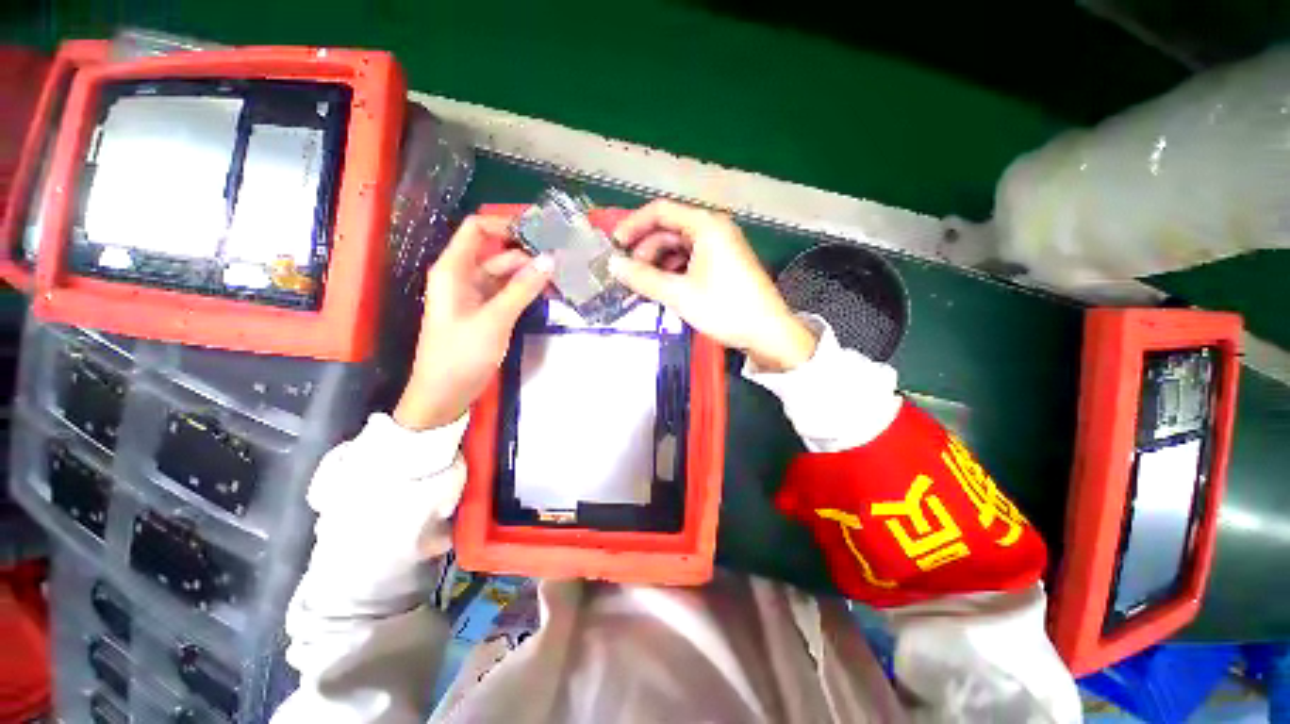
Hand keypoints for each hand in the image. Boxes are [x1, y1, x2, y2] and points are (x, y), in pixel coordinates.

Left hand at [394, 216, 552, 430]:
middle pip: (497, 254)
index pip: (477, 230)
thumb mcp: (495, 319)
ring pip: (506, 276)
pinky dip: (526, 293)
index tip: (539, 235)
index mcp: (454, 270)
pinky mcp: (485, 313)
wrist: (444, 395)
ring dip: (530, 276)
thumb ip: (523, 289)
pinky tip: (547, 295)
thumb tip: (550, 260)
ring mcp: (475, 297)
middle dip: (528, 256)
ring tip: (561, 279)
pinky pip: (508, 294)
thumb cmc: (461, 354)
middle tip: (562, 263)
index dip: (505, 226)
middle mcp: (463, 277)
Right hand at [609, 200, 816, 371]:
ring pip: (678, 247)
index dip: (633, 226)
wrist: (767, 333)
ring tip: (643, 286)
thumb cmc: (724, 308)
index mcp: (706, 225)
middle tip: (628, 275)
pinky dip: (673, 271)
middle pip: (668, 230)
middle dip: (645, 250)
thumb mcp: (679, 294)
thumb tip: (612, 265)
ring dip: (657, 263)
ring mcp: (720, 247)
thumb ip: (643, 278)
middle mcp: (713, 229)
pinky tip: (663, 288)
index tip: (614, 247)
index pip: (660, 211)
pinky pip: (690, 260)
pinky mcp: (723, 264)